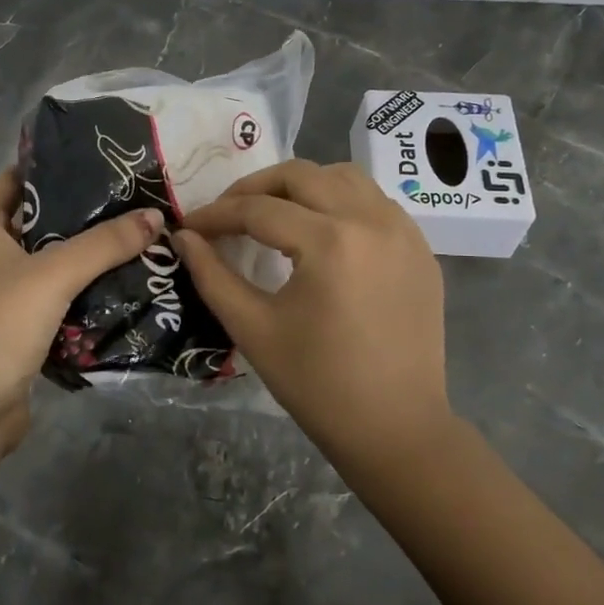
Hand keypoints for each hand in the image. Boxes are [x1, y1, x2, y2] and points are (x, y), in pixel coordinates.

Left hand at [0, 169, 163, 451]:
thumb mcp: (53, 276)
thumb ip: (104, 243)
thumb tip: (155, 215)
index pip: (14, 179)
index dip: (52, 167)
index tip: (100, 163)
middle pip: (35, 220)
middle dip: (80, 213)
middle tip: (131, 201)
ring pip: (45, 261)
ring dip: (83, 255)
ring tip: (134, 237)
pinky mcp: (11, 326)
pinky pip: (49, 297)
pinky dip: (78, 290)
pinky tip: (118, 284)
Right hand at [177, 160, 453, 469]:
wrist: (396, 429)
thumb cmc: (318, 385)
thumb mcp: (253, 328)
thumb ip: (212, 275)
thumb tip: (183, 237)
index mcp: (331, 242)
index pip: (259, 210)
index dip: (216, 215)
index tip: (189, 225)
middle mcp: (372, 221)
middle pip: (302, 175)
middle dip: (255, 188)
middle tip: (226, 215)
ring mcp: (404, 231)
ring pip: (344, 177)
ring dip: (302, 185)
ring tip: (273, 213)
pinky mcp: (420, 248)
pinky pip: (374, 202)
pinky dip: (340, 202)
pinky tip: (321, 232)